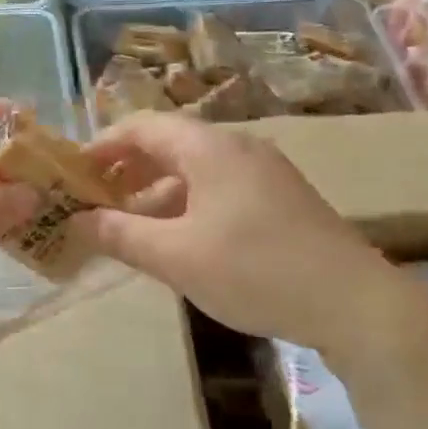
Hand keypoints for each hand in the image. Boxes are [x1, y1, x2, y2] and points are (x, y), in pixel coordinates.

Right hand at [76, 112, 411, 346]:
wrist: (353, 302)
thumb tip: (78, 220)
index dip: (103, 144)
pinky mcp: (282, 197)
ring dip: (157, 189)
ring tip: (130, 223)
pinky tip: (180, 238)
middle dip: (128, 168)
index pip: (143, 126)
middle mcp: (238, 146)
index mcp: (210, 148)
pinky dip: (188, 202)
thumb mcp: (176, 257)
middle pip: (169, 143)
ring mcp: (265, 170)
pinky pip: (220, 186)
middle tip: (95, 199)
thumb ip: (121, 235)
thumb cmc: (255, 271)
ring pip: (196, 167)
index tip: (73, 172)